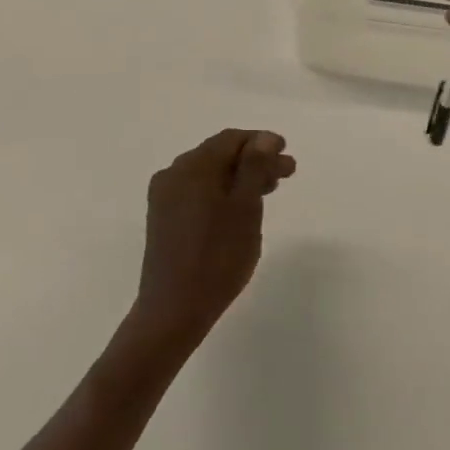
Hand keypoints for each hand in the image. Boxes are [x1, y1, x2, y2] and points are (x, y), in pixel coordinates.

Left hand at [128, 128, 295, 352]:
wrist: (172, 312)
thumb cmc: (217, 258)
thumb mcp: (245, 208)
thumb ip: (255, 167)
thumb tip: (263, 137)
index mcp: (193, 166)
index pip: (232, 139)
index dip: (262, 142)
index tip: (286, 154)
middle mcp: (174, 173)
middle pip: (220, 155)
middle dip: (254, 161)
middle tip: (286, 174)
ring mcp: (165, 196)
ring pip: (209, 174)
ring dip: (240, 177)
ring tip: (267, 192)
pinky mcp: (163, 218)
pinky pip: (197, 191)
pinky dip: (221, 192)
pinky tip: (238, 209)